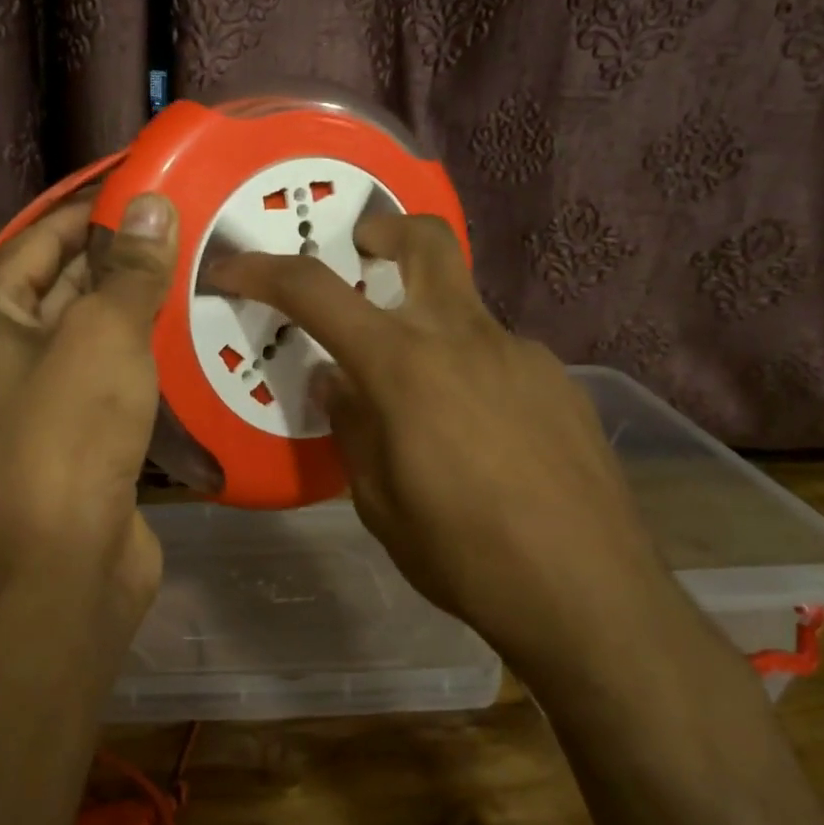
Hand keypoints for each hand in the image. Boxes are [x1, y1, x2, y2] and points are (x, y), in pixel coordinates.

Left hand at [0, 193, 177, 600]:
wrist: (60, 564)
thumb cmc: (67, 431)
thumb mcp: (103, 334)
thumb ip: (131, 268)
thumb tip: (156, 204)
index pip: (43, 235)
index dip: (96, 206)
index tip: (153, 181)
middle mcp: (1, 350)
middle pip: (66, 281)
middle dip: (124, 253)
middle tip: (191, 220)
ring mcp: (39, 396)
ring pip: (94, 331)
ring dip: (140, 304)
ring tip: (203, 263)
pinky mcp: (77, 433)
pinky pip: (113, 374)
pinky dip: (146, 353)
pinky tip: (195, 330)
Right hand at [208, 214, 659, 639]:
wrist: (591, 595)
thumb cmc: (464, 554)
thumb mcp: (378, 501)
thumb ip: (352, 426)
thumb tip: (337, 380)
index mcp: (404, 366)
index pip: (316, 292)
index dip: (264, 271)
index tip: (232, 266)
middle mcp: (465, 338)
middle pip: (427, 242)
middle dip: (386, 229)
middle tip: (364, 250)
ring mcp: (522, 355)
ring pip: (463, 311)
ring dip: (430, 330)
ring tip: (427, 406)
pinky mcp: (560, 383)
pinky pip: (499, 358)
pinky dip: (471, 374)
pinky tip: (484, 438)